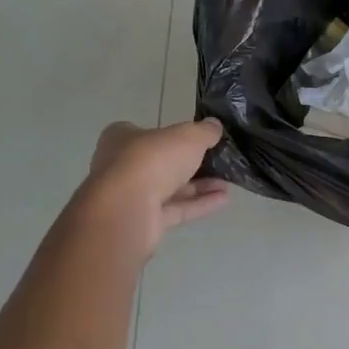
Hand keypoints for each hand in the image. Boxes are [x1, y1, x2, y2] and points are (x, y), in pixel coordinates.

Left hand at [74, 119, 230, 253]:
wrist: (127, 211)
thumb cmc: (152, 160)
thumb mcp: (188, 136)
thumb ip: (204, 131)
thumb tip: (214, 126)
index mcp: (121, 138)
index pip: (146, 132)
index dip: (170, 134)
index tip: (195, 138)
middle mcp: (121, 166)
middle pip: (160, 162)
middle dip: (190, 163)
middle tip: (218, 161)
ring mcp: (131, 197)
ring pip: (169, 188)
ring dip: (199, 186)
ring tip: (228, 182)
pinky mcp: (143, 222)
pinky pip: (175, 209)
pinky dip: (198, 204)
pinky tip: (223, 199)